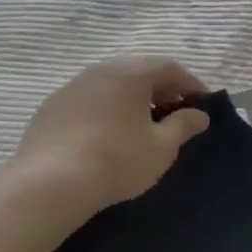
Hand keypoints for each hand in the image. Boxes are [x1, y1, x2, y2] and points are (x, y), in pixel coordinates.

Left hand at [13, 57, 211, 213]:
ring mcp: (71, 87)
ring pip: (111, 84)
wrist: (49, 184)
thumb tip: (199, 115)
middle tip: (175, 112)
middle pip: (139, 70)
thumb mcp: (161, 147)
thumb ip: (183, 126)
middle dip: (161, 89)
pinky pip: (89, 100)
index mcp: (130, 73)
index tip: (202, 104)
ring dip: (132, 98)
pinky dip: (106, 109)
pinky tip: (108, 134)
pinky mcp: (51, 108)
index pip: (169, 67)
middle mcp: (100, 70)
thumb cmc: (116, 160)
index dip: (190, 84)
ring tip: (143, 124)